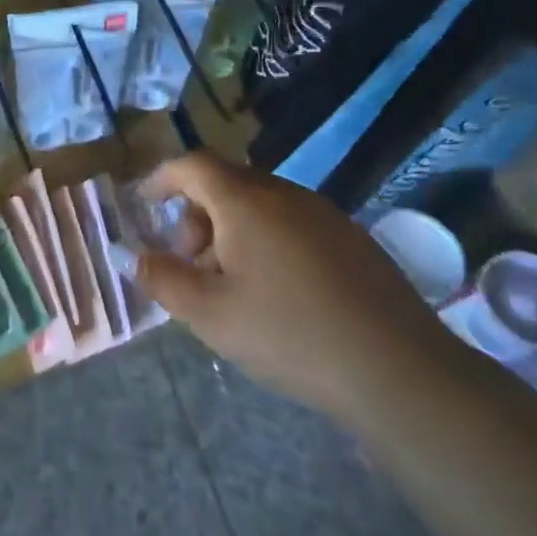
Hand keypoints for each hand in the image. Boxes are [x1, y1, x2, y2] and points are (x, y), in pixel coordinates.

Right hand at [135, 152, 462, 426]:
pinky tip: (277, 293)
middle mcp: (285, 194)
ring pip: (261, 205)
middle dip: (197, 215)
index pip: (194, 165)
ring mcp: (325, 215)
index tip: (145, 202)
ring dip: (232, 231)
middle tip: (191, 263)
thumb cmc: (289, 334)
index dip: (164, 178)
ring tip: (232, 285)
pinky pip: (293, 223)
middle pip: (227, 184)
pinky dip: (267, 241)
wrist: (398, 370)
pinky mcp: (353, 240)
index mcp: (246, 202)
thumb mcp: (209, 315)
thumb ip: (164, 280)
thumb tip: (138, 258)